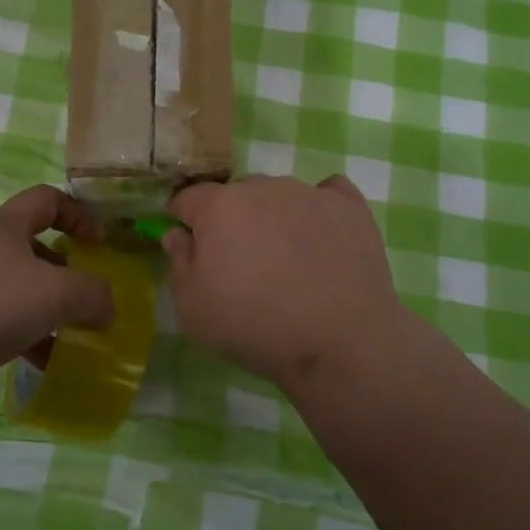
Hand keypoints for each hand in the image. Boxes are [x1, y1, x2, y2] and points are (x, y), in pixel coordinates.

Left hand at [0, 185, 114, 420]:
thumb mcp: (58, 293)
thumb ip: (93, 295)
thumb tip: (106, 308)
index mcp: (2, 226)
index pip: (45, 199)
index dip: (78, 214)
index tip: (100, 242)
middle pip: (29, 246)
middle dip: (62, 270)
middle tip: (84, 296)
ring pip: (13, 287)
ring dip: (43, 308)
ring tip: (68, 335)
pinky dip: (21, 335)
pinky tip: (39, 361)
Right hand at [164, 175, 411, 398]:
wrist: (339, 342)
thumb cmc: (254, 326)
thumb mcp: (192, 309)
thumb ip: (179, 262)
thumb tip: (178, 234)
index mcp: (219, 206)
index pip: (188, 198)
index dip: (183, 220)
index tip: (190, 246)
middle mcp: (263, 187)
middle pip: (236, 195)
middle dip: (231, 221)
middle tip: (241, 264)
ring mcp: (310, 194)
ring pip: (279, 196)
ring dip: (274, 218)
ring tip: (288, 261)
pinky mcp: (351, 208)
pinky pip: (328, 194)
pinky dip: (319, 211)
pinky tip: (324, 239)